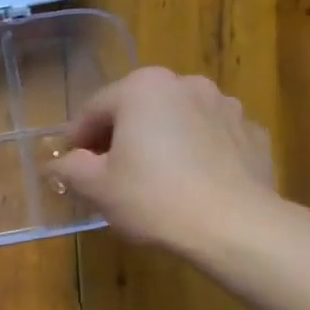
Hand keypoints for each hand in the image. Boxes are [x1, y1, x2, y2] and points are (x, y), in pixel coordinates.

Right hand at [58, 67, 279, 252]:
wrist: (234, 225)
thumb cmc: (153, 198)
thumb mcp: (96, 187)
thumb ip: (70, 168)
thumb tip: (58, 163)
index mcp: (141, 88)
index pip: (93, 109)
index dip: (77, 140)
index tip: (73, 167)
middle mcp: (185, 84)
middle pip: (137, 109)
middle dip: (120, 136)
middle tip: (109, 174)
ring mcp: (225, 105)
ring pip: (176, 120)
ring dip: (160, 140)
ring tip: (153, 179)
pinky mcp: (251, 132)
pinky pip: (210, 137)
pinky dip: (196, 152)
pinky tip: (190, 184)